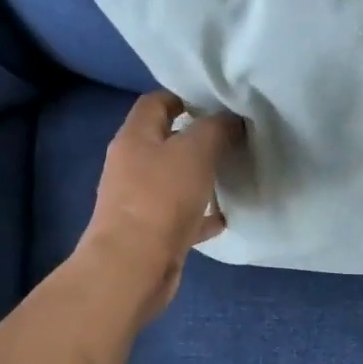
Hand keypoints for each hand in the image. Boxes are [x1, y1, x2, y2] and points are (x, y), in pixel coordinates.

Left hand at [78, 91, 244, 321]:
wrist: (133, 267)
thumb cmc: (162, 199)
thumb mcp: (196, 151)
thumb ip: (216, 129)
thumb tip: (231, 120)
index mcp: (135, 137)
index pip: (155, 102)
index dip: (183, 96)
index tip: (216, 104)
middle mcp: (131, 166)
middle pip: (164, 142)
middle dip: (196, 139)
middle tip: (231, 139)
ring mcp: (138, 201)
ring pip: (173, 180)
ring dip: (199, 178)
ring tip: (231, 176)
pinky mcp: (150, 233)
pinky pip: (179, 216)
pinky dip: (200, 215)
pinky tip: (223, 219)